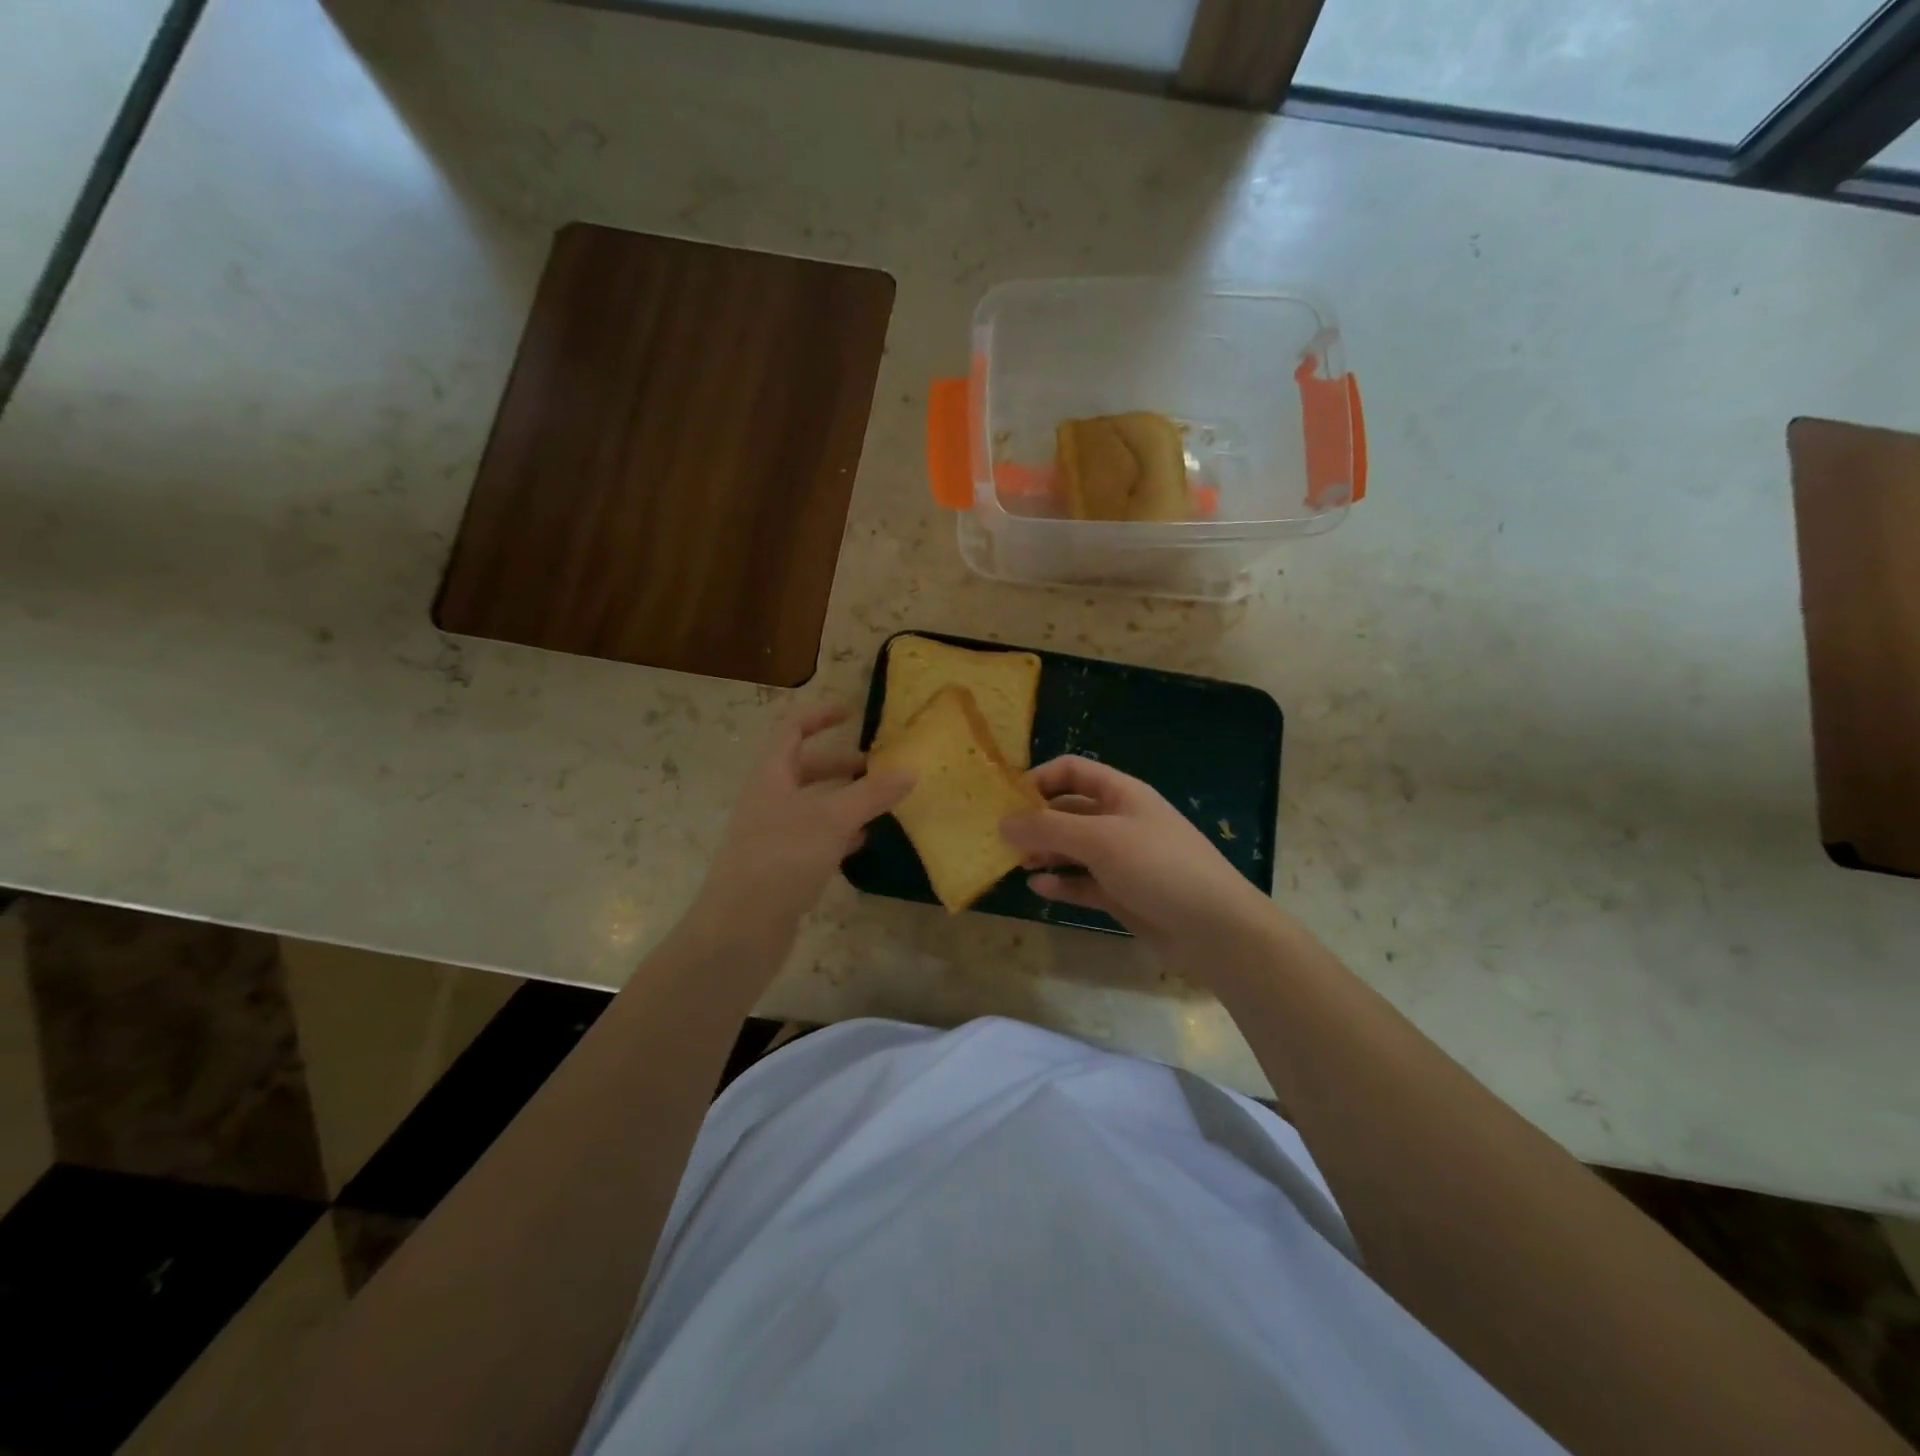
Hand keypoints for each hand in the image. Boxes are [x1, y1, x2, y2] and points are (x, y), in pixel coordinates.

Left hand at [690, 706, 913, 944]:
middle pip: (805, 769)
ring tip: (880, 803)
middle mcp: (768, 800)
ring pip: (813, 806)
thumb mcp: (832, 819)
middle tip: (878, 768)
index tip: (851, 713)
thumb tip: (910, 770)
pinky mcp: (781, 867)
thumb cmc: (782, 859)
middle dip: (841, 765)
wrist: (739, 929)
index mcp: (771, 776)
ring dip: (844, 800)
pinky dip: (839, 833)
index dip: (819, 716)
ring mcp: (773, 835)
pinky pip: (814, 838)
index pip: (792, 730)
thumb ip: (871, 794)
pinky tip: (862, 841)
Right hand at [1001, 756, 1279, 969]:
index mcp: (1121, 794)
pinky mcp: (1122, 893)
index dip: (1039, 779)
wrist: (1215, 929)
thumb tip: (1002, 822)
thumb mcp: (1100, 840)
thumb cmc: (1158, 867)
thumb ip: (1048, 829)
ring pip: (1073, 848)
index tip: (1007, 801)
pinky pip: (1083, 882)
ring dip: (1045, 852)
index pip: (1072, 771)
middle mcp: (1120, 820)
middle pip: (1069, 810)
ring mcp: (1122, 859)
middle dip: (1037, 820)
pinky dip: (1061, 882)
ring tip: (1016, 863)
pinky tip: (1038, 887)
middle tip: (1003, 839)